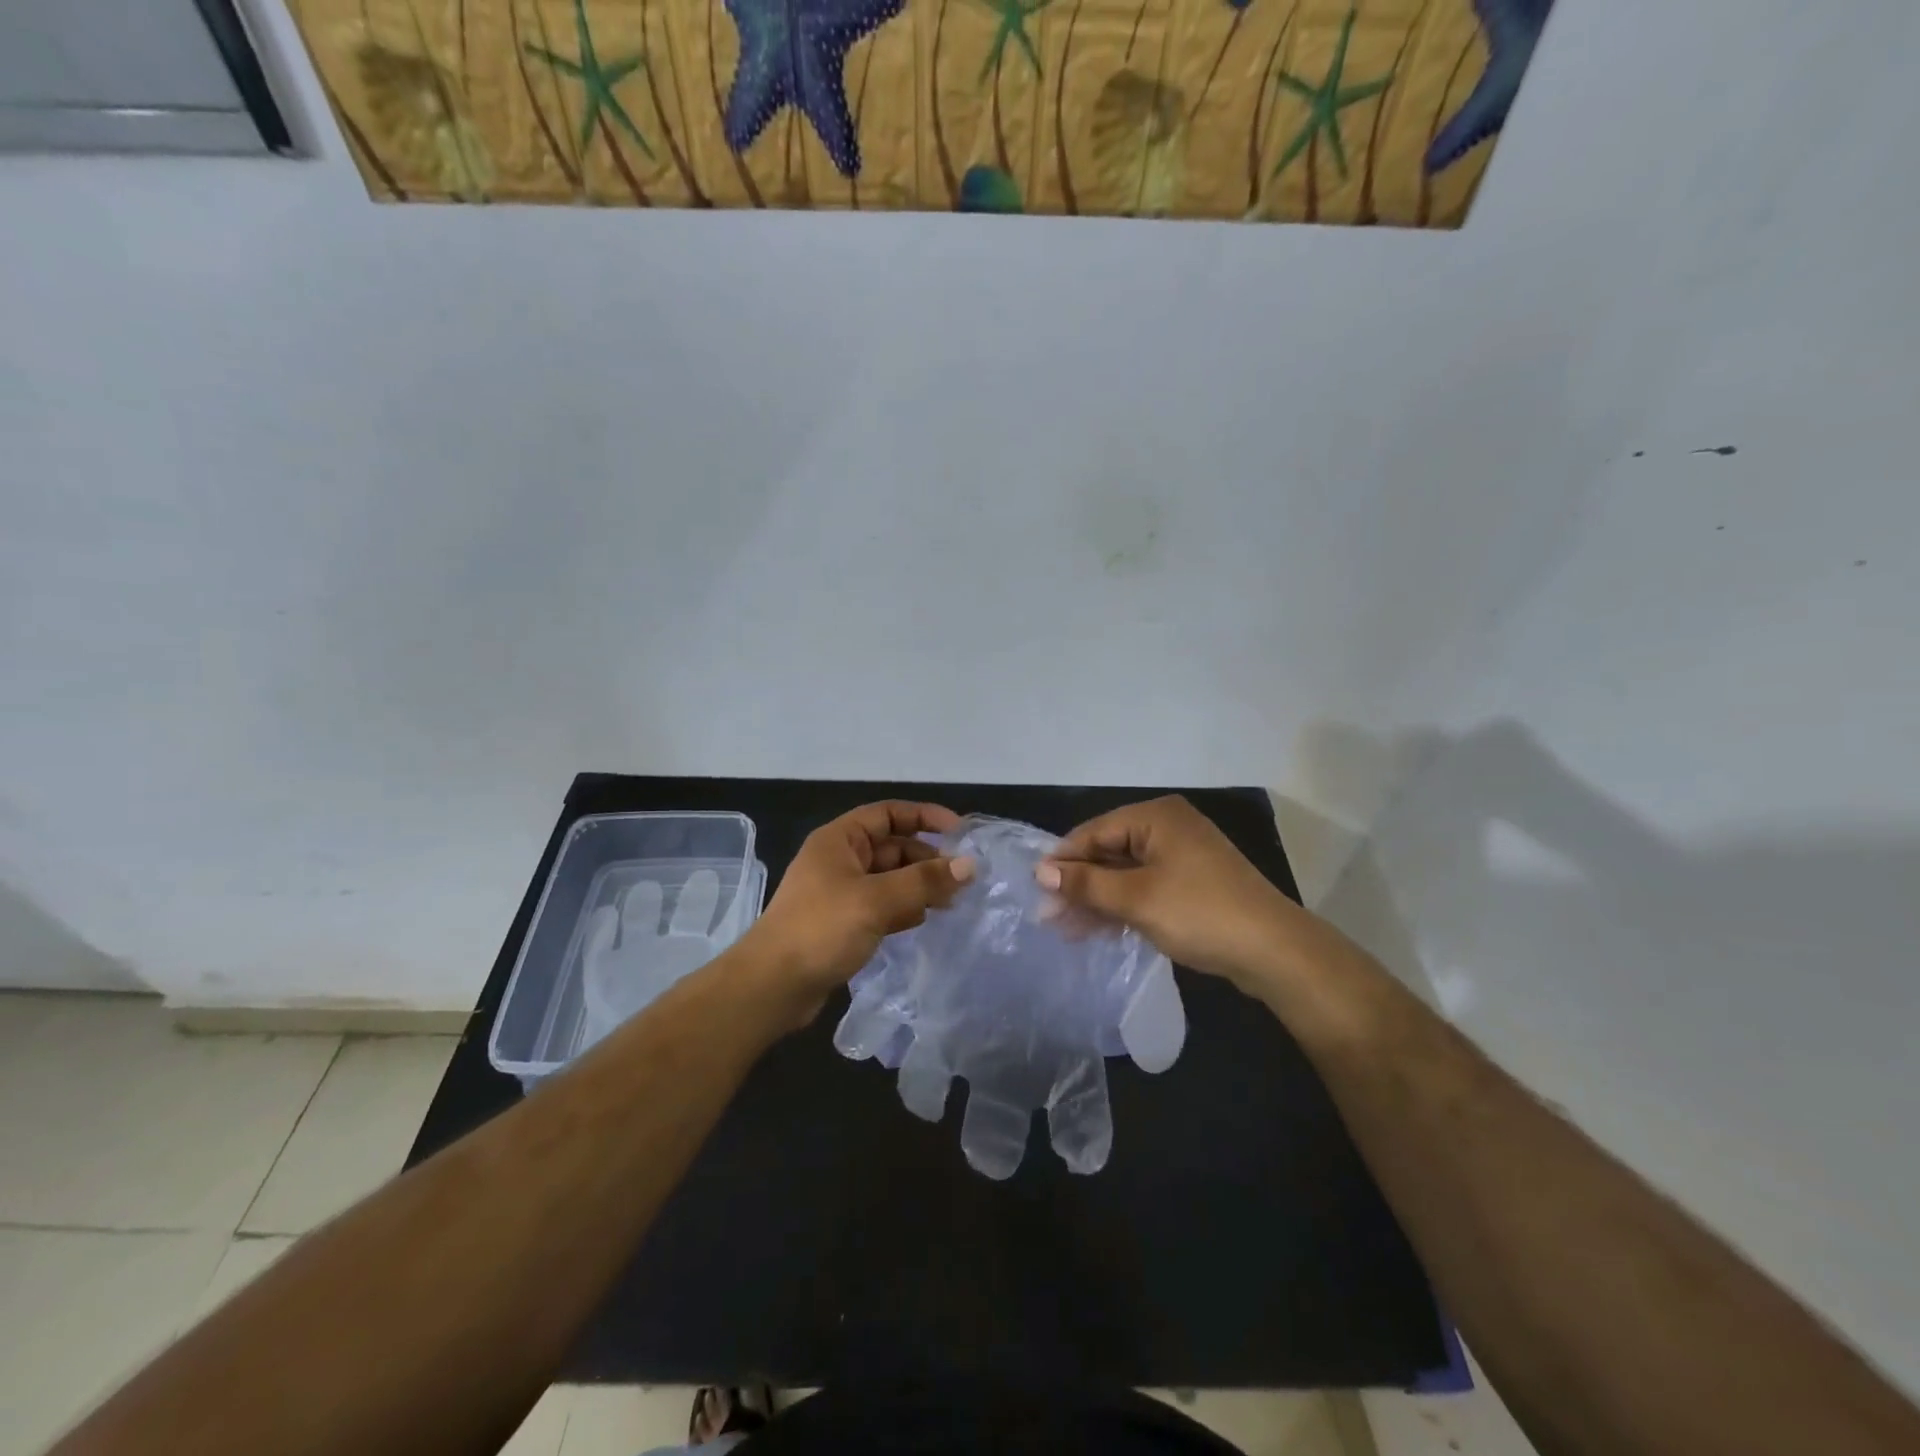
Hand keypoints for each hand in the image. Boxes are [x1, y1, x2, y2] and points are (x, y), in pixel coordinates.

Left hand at [746, 801, 974, 1022]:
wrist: (772, 987)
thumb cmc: (822, 929)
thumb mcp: (877, 900)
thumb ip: (924, 881)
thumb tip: (969, 866)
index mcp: (840, 840)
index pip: (888, 813)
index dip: (924, 816)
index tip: (960, 832)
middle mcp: (839, 860)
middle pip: (892, 847)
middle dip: (927, 858)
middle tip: (962, 878)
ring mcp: (840, 893)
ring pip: (889, 878)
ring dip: (919, 885)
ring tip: (952, 901)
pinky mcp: (842, 923)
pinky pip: (881, 905)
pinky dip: (903, 908)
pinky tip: (924, 920)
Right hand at [1037, 796, 1305, 994]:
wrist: (1274, 951)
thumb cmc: (1199, 913)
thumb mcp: (1136, 898)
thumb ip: (1087, 884)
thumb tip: (1041, 872)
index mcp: (1156, 817)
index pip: (1094, 832)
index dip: (1063, 861)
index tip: (1036, 890)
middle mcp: (1168, 827)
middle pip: (1109, 851)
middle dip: (1079, 884)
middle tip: (1049, 915)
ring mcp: (1182, 856)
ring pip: (1125, 872)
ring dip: (1097, 899)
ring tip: (1066, 928)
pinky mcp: (1191, 883)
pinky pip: (1145, 887)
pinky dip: (1122, 905)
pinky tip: (1098, 928)